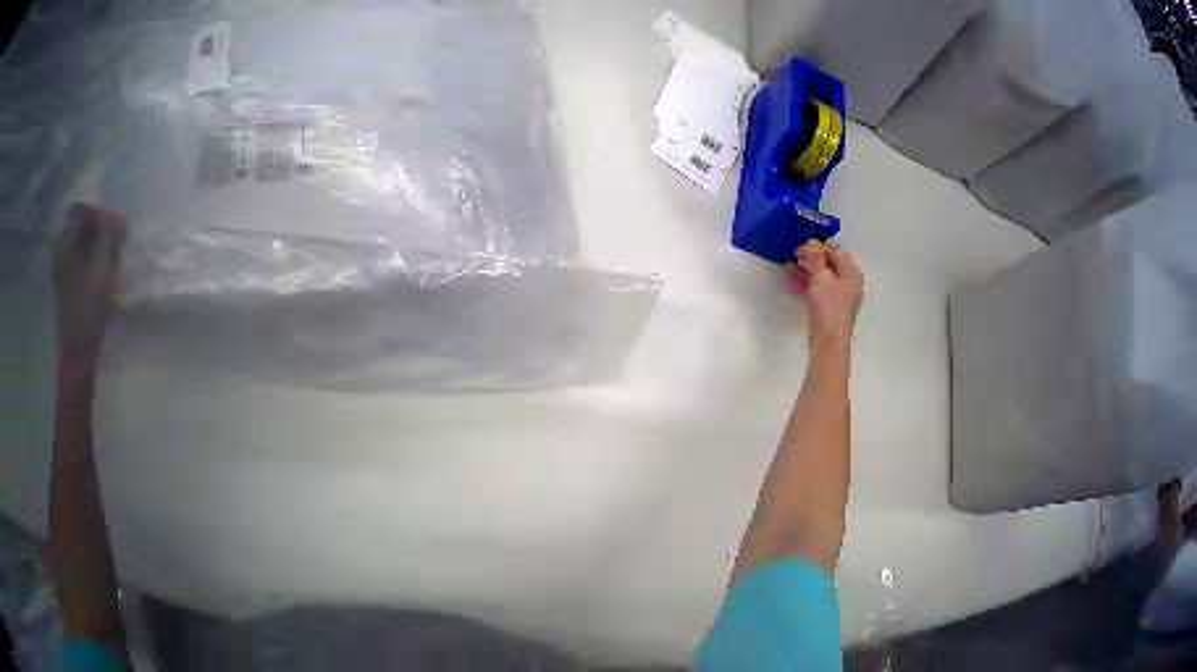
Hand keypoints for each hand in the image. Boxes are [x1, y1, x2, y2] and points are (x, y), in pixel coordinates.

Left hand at [55, 203, 125, 361]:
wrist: (77, 353)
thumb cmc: (89, 310)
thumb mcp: (103, 271)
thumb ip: (110, 239)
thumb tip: (116, 219)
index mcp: (66, 244)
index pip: (79, 210)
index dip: (96, 213)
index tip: (110, 228)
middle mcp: (60, 252)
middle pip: (79, 227)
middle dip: (97, 230)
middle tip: (112, 246)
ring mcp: (61, 271)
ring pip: (79, 245)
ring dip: (95, 247)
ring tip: (109, 263)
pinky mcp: (65, 287)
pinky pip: (78, 261)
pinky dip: (90, 262)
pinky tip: (100, 278)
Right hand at [786, 240, 862, 350]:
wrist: (829, 340)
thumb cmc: (829, 306)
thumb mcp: (821, 277)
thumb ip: (816, 257)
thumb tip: (812, 242)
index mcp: (851, 272)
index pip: (835, 251)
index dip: (818, 247)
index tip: (801, 249)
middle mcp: (847, 281)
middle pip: (828, 263)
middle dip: (810, 259)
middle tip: (793, 257)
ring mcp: (838, 294)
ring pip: (820, 276)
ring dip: (804, 271)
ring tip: (787, 269)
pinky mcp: (828, 305)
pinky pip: (817, 289)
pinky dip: (805, 284)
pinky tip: (791, 283)